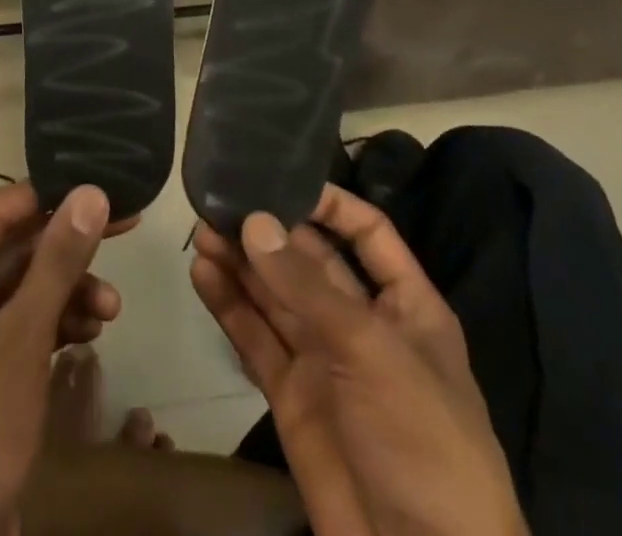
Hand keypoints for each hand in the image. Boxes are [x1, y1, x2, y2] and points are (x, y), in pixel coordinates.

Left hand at [0, 181, 126, 535]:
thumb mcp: (23, 338)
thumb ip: (58, 261)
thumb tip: (92, 192)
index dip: (51, 196)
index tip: (103, 187)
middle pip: (15, 249)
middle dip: (68, 249)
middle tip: (125, 229)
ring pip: (24, 286)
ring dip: (69, 290)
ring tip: (112, 308)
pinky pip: (23, 321)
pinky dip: (57, 321)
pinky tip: (91, 330)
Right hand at [191, 186, 526, 535]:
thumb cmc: (422, 442)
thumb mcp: (372, 351)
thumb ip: (307, 287)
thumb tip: (254, 220)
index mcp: (405, 307)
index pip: (367, 234)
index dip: (329, 204)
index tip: (281, 179)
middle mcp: (362, 325)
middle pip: (309, 261)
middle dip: (268, 231)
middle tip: (218, 202)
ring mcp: (324, 362)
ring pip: (275, 297)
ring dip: (240, 264)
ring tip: (199, 230)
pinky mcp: (291, 396)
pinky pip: (256, 339)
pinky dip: (229, 307)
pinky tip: (202, 275)